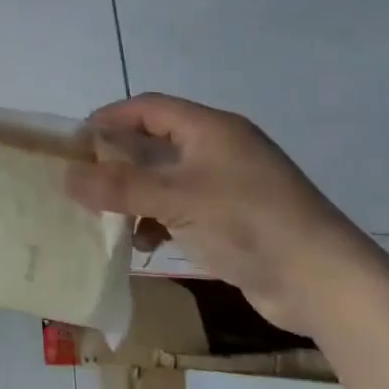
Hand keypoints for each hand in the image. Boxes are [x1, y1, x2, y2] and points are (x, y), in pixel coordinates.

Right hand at [63, 93, 388, 335]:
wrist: (322, 281)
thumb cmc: (246, 221)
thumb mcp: (175, 199)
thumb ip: (119, 187)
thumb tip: (66, 178)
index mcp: (209, 129)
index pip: (149, 107)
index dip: (110, 118)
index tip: (76, 140)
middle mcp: (219, 149)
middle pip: (156, 142)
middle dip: (119, 161)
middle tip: (83, 179)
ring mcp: (229, 185)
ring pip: (167, 179)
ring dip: (137, 195)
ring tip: (107, 216)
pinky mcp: (235, 219)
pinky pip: (184, 208)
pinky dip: (160, 220)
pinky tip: (144, 244)